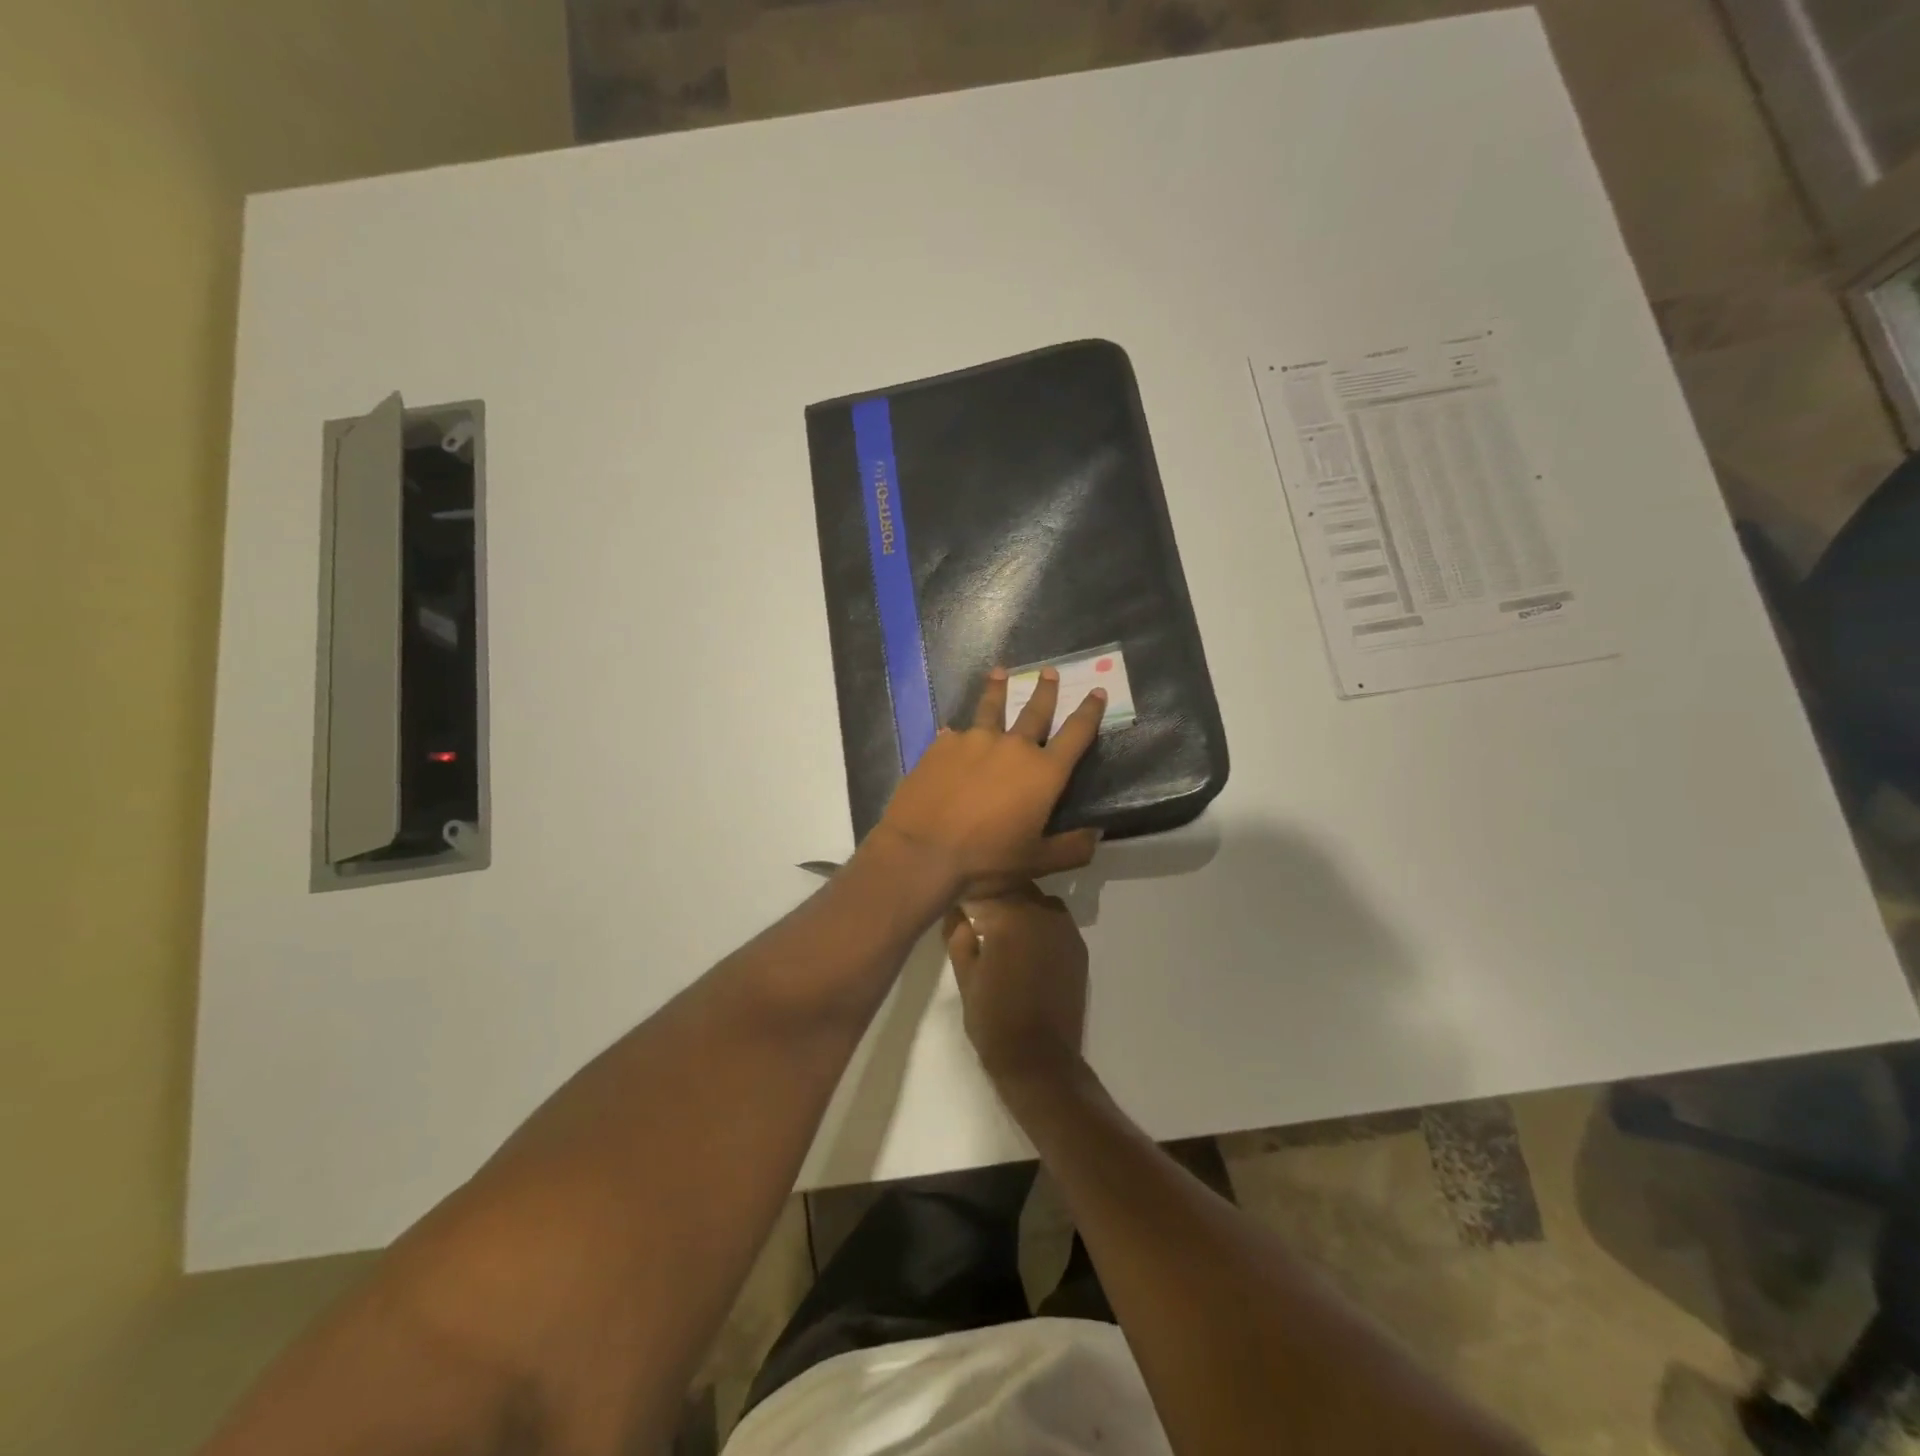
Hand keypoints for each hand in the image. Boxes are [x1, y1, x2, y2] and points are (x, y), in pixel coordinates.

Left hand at [873, 665, 1105, 894]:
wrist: (922, 853)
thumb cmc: (986, 861)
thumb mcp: (1037, 863)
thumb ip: (1071, 848)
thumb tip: (1096, 834)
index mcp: (1043, 773)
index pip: (1076, 734)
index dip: (1089, 711)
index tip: (1096, 691)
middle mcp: (1012, 747)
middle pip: (1034, 710)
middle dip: (1045, 690)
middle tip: (1049, 671)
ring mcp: (973, 741)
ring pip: (990, 708)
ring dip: (997, 689)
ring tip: (999, 672)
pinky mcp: (941, 746)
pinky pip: (954, 734)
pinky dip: (958, 733)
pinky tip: (951, 733)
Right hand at [945, 885, 1088, 1086]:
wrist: (1040, 1059)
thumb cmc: (993, 1018)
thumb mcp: (964, 975)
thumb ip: (958, 936)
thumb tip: (958, 912)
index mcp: (1011, 915)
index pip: (984, 888)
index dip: (968, 895)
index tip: (957, 905)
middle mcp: (1042, 912)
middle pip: (1013, 889)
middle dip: (994, 898)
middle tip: (975, 916)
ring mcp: (1065, 928)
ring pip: (1036, 901)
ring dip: (1018, 907)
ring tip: (1001, 929)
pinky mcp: (1078, 947)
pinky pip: (1054, 920)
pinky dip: (1038, 923)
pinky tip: (1025, 944)